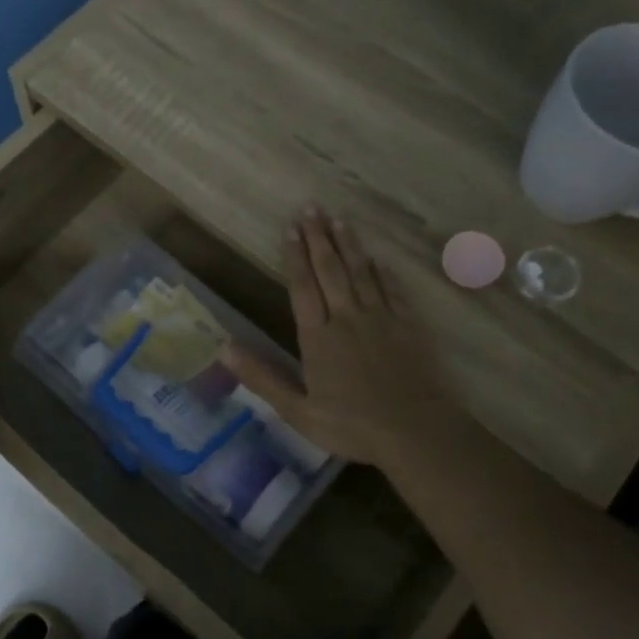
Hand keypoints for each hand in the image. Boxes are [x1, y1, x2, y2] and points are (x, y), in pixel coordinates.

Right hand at [223, 208, 466, 472]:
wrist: (415, 431)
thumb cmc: (351, 425)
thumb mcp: (297, 410)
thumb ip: (262, 377)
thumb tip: (224, 348)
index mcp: (318, 337)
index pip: (302, 287)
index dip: (294, 257)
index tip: (290, 228)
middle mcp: (347, 318)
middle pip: (330, 270)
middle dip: (318, 238)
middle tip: (311, 208)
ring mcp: (381, 319)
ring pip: (361, 272)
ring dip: (348, 245)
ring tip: (338, 220)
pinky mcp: (408, 326)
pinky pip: (392, 290)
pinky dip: (382, 272)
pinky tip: (378, 259)